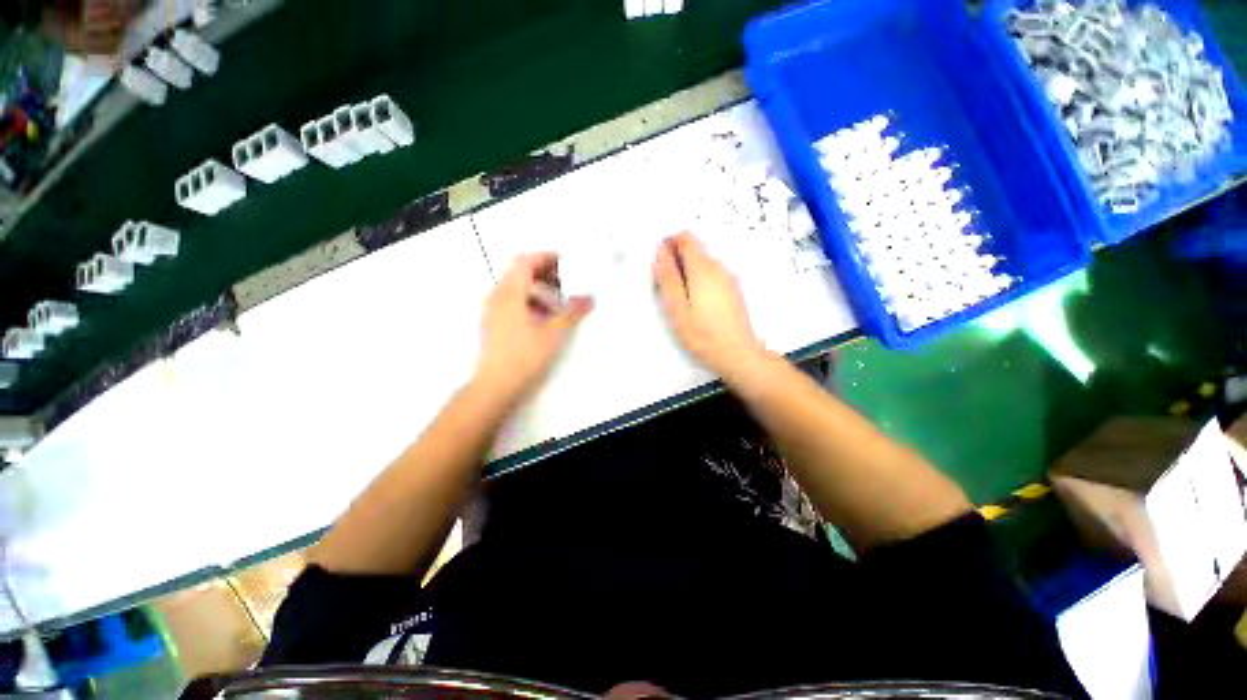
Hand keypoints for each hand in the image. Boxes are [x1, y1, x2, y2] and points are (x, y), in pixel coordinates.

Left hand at [473, 252, 592, 403]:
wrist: (496, 385)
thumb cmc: (524, 357)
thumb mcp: (553, 334)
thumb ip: (572, 313)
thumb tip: (588, 299)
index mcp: (509, 293)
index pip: (525, 262)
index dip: (546, 257)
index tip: (566, 262)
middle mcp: (497, 296)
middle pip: (519, 272)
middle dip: (544, 273)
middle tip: (566, 281)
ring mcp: (492, 310)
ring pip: (515, 288)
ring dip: (537, 288)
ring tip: (557, 301)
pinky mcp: (493, 323)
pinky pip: (511, 301)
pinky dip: (528, 300)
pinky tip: (543, 317)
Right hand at [653, 232, 765, 377]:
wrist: (738, 354)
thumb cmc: (703, 335)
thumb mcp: (677, 309)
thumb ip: (668, 278)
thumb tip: (660, 252)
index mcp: (703, 269)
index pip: (686, 238)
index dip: (669, 243)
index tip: (659, 263)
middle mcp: (719, 267)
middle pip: (694, 250)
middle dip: (676, 261)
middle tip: (665, 288)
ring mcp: (728, 278)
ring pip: (703, 263)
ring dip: (687, 272)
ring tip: (679, 300)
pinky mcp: (733, 289)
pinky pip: (711, 275)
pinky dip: (698, 281)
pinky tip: (695, 305)